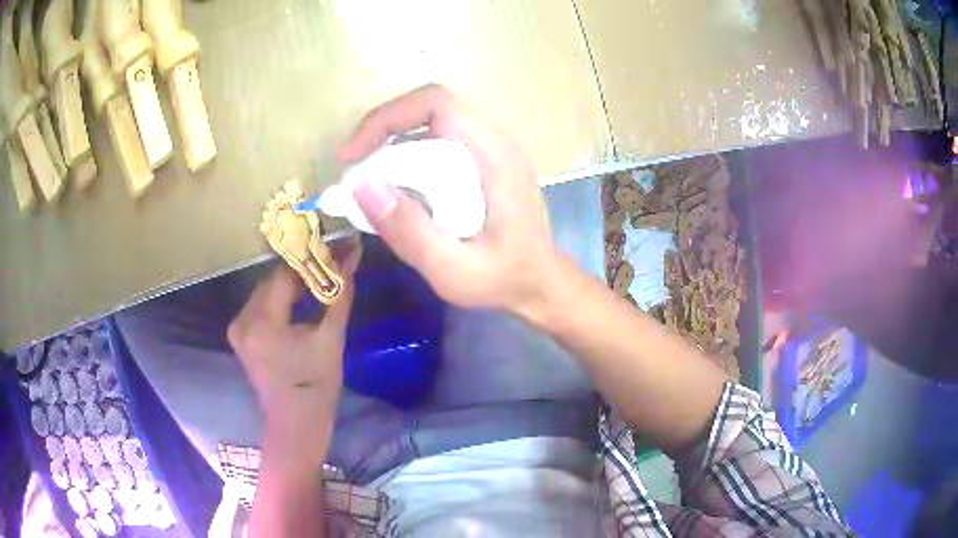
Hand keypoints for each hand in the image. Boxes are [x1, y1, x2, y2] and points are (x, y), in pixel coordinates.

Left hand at [227, 246, 360, 423]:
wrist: (296, 423)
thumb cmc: (317, 385)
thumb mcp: (331, 338)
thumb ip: (339, 294)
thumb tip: (354, 254)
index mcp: (263, 323)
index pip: (284, 274)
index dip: (309, 261)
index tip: (332, 253)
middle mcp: (242, 320)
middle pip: (272, 281)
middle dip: (300, 273)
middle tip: (328, 267)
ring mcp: (237, 329)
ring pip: (265, 291)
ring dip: (289, 285)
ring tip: (316, 283)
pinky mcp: (239, 336)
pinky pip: (260, 305)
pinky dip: (279, 300)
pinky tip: (297, 302)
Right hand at [340, 84, 559, 316]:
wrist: (540, 284)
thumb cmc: (503, 279)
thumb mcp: (453, 270)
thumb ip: (410, 231)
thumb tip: (361, 186)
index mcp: (495, 155)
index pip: (437, 104)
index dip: (387, 118)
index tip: (354, 155)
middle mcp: (495, 140)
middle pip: (430, 108)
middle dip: (383, 131)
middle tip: (355, 169)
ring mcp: (492, 148)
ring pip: (431, 123)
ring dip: (393, 142)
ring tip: (368, 179)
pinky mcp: (485, 160)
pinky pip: (439, 140)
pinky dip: (408, 154)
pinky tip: (396, 186)